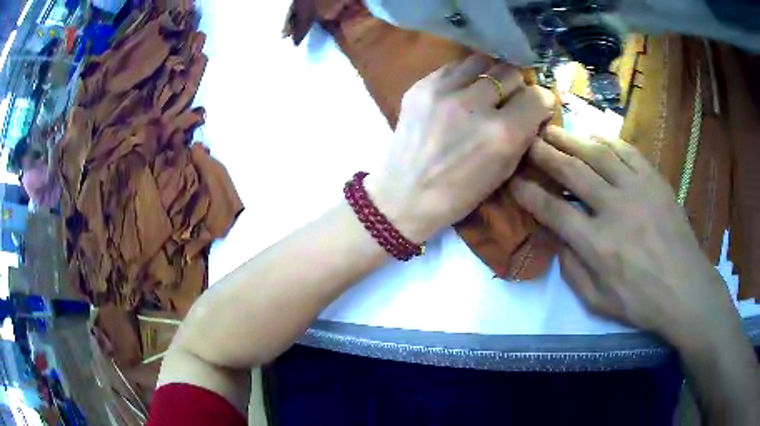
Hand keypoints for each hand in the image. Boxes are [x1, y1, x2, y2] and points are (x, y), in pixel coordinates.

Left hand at [367, 55, 555, 242]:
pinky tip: (460, 92)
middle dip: (517, 85)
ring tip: (485, 90)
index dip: (542, 101)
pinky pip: (453, 67)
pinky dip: (463, 77)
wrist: (405, 194)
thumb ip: (524, 134)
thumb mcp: (504, 171)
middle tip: (510, 98)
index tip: (537, 106)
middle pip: (510, 72)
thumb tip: (535, 105)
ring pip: (482, 61)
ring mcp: (442, 91)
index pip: (537, 96)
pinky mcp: (420, 86)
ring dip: (490, 74)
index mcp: (501, 133)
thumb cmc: (459, 193)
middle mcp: (474, 105)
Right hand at [510, 126, 739, 347]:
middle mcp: (613, 208)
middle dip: (545, 154)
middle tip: (528, 141)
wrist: (685, 289)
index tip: (514, 181)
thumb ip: (572, 271)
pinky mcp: (654, 180)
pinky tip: (594, 136)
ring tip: (553, 130)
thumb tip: (558, 239)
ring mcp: (637, 189)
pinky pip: (627, 151)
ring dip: (571, 139)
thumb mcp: (598, 302)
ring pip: (597, 153)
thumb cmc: (641, 302)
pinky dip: (607, 140)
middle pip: (572, 171)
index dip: (529, 193)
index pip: (553, 209)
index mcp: (596, 244)